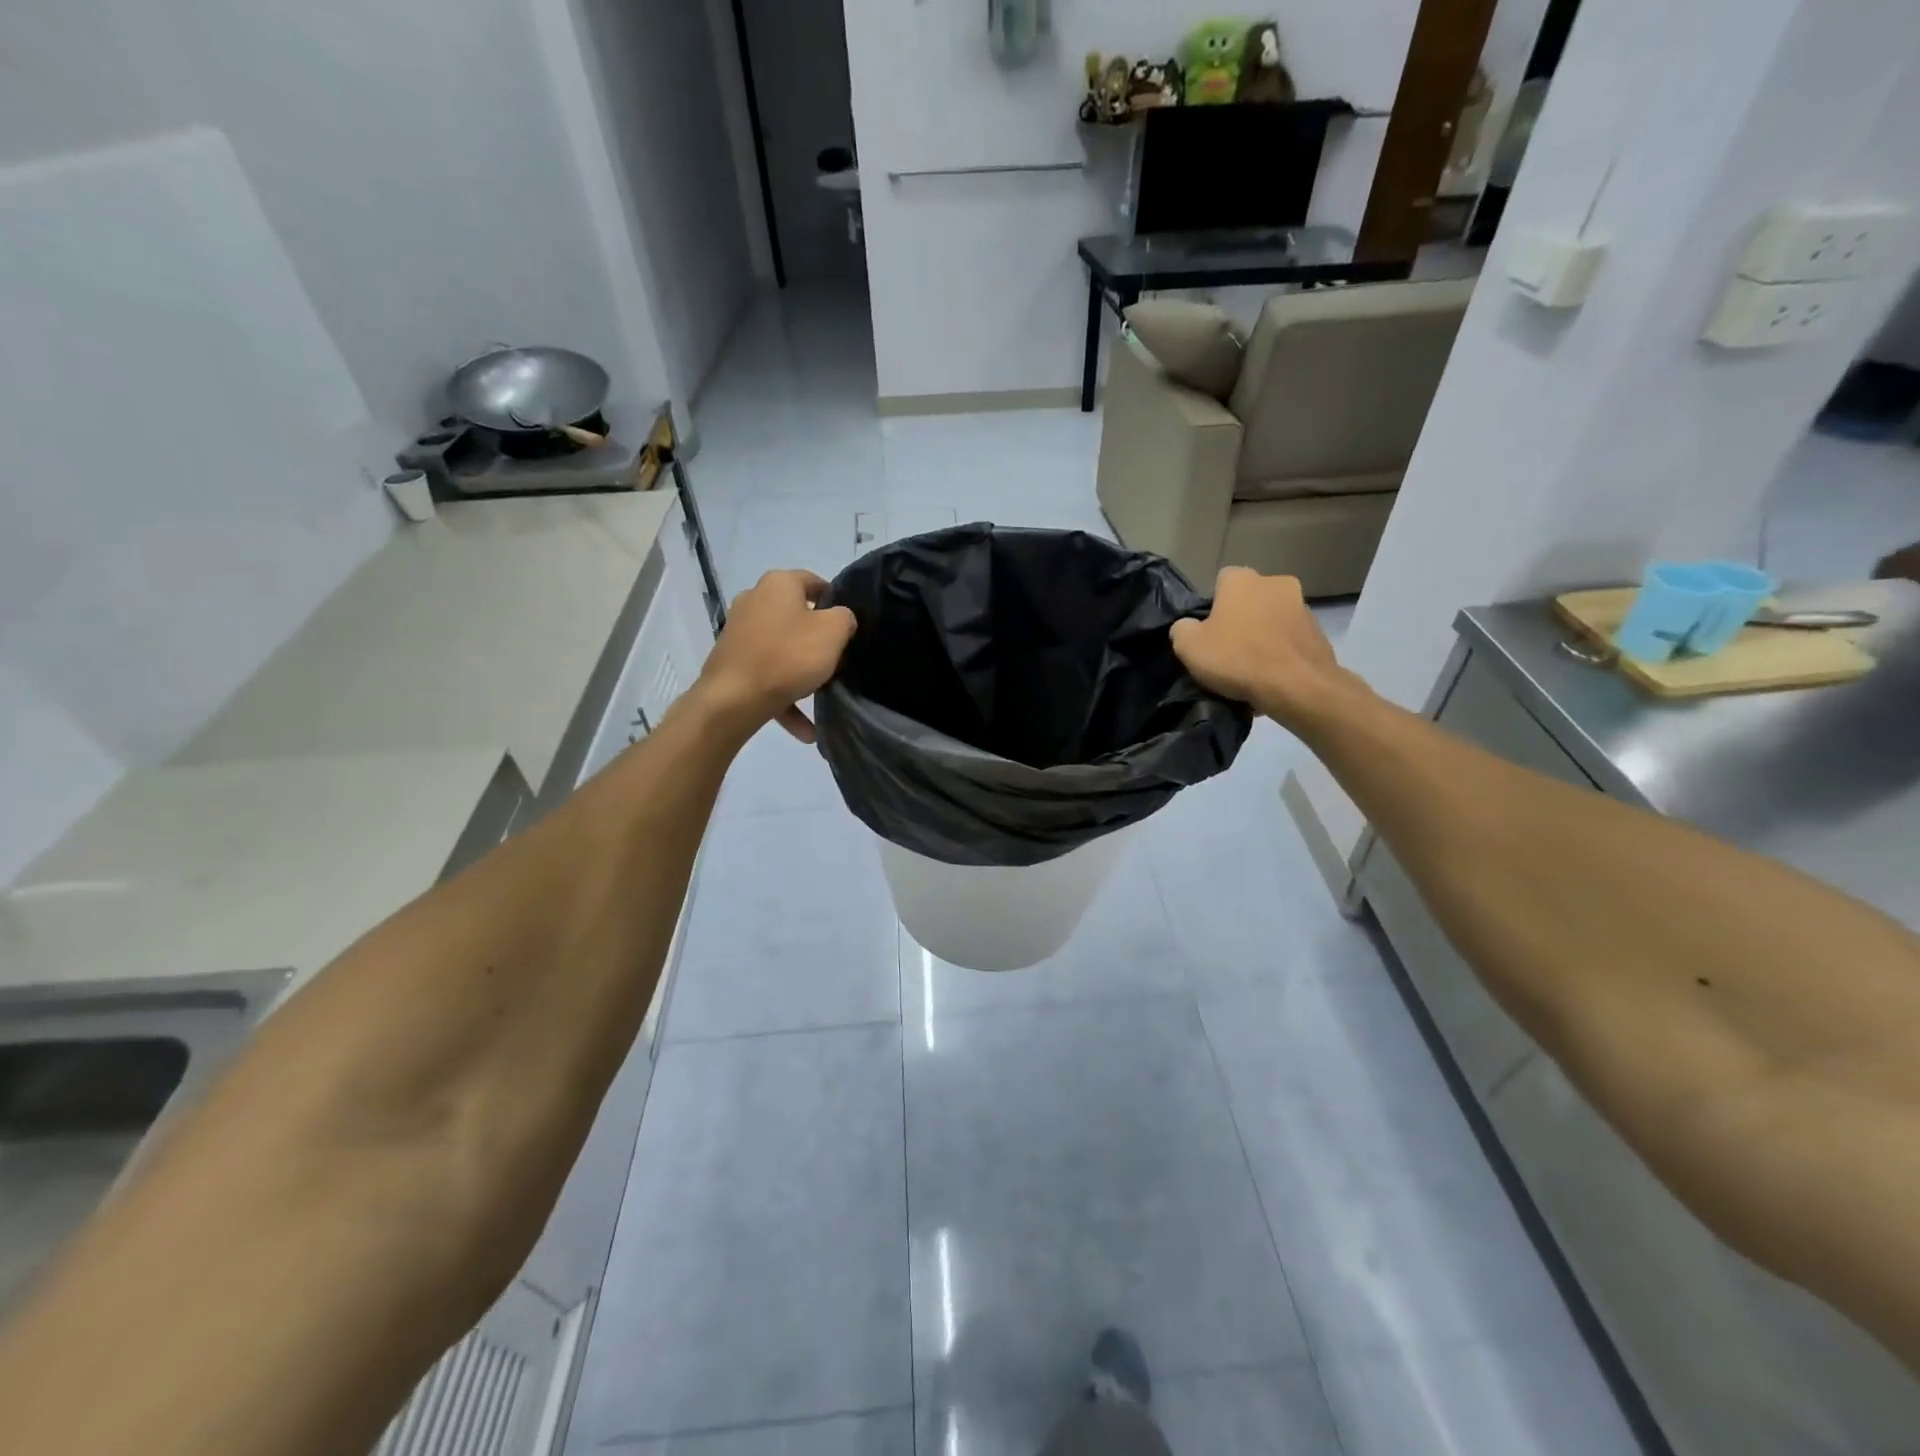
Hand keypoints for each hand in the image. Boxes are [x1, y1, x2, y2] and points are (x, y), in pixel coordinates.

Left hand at [697, 570, 857, 742]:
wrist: (733, 700)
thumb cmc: (788, 656)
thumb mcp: (833, 632)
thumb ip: (844, 618)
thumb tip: (840, 618)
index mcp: (778, 584)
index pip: (813, 581)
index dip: (835, 600)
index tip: (849, 624)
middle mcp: (754, 599)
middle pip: (795, 615)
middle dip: (816, 638)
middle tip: (837, 658)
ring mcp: (739, 631)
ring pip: (781, 649)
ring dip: (802, 672)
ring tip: (821, 696)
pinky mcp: (732, 661)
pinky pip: (767, 675)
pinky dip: (786, 696)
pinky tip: (805, 729)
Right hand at [1170, 567, 1358, 727]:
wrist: (1297, 687)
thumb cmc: (1237, 659)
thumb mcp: (1188, 647)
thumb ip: (1182, 629)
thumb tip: (1189, 627)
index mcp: (1242, 580)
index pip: (1221, 581)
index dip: (1212, 606)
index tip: (1208, 632)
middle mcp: (1276, 583)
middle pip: (1249, 599)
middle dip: (1240, 619)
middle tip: (1228, 650)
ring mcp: (1303, 606)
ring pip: (1272, 619)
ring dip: (1263, 635)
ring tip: (1252, 669)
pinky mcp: (1319, 632)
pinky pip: (1290, 640)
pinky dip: (1281, 652)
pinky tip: (1272, 676)